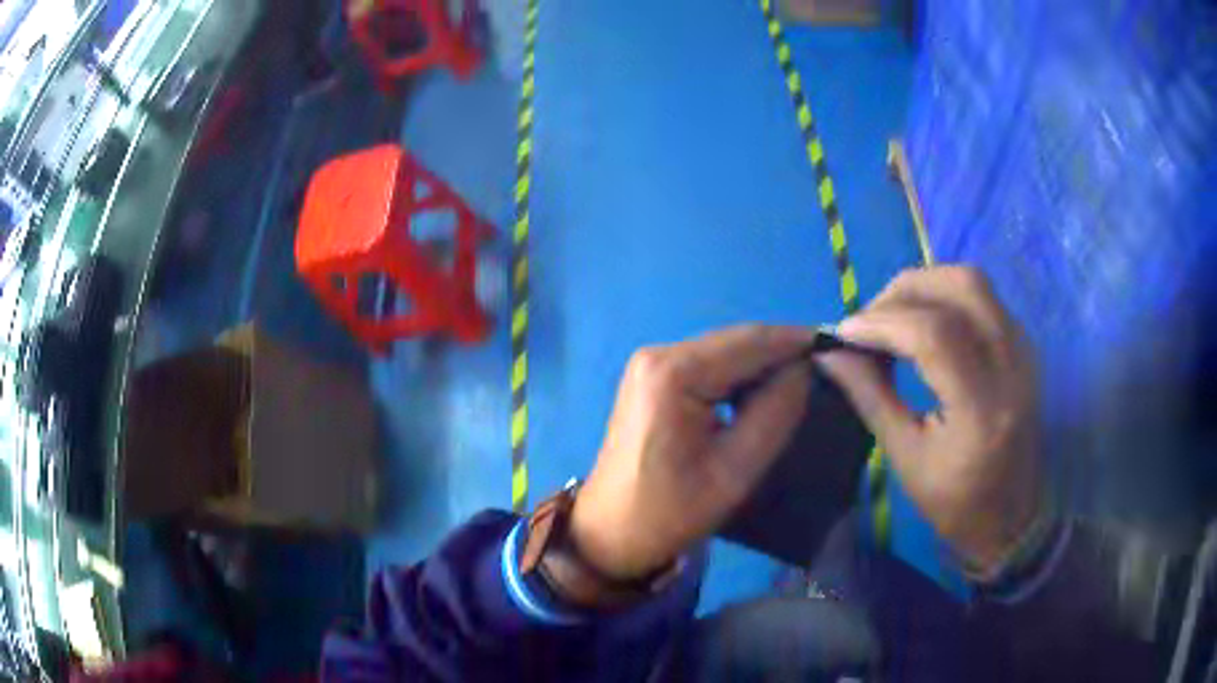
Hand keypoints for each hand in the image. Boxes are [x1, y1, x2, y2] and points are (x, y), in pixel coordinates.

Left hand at [571, 325, 814, 579]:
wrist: (610, 531)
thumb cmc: (671, 512)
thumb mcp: (735, 470)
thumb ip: (775, 413)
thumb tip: (803, 369)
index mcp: (674, 372)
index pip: (751, 341)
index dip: (798, 342)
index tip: (840, 349)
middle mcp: (658, 353)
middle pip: (737, 341)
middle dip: (782, 354)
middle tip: (826, 373)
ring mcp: (651, 363)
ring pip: (725, 351)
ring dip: (762, 366)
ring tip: (801, 387)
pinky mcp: (653, 377)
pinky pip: (708, 365)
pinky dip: (739, 376)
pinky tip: (761, 395)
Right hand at [817, 266, 1045, 573]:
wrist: (1014, 515)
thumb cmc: (957, 503)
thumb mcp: (907, 460)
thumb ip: (870, 398)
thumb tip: (830, 353)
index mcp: (983, 412)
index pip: (935, 336)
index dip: (883, 323)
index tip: (843, 332)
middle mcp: (1013, 368)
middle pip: (961, 287)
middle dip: (903, 291)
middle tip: (869, 320)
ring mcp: (1024, 351)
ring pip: (973, 283)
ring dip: (924, 287)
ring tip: (892, 318)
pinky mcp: (1024, 345)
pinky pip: (982, 298)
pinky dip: (944, 297)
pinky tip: (922, 324)